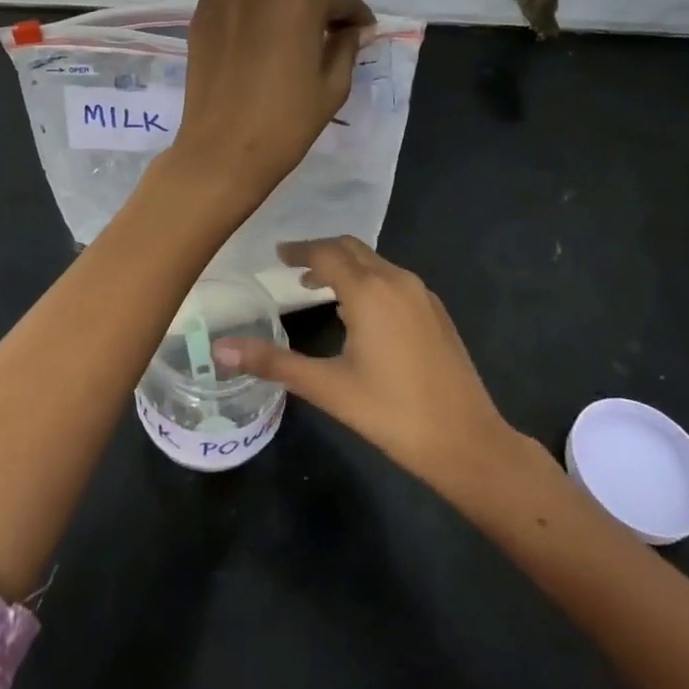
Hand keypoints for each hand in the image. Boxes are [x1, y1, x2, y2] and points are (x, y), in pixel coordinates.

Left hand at [168, 0, 372, 209]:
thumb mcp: (332, 86)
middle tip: (326, 17)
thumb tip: (353, 29)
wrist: (224, 148)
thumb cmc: (286, 122)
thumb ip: (346, 47)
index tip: (362, 28)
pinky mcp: (204, 10)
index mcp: (304, 0)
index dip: (357, 13)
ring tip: (286, 7)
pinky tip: (249, 10)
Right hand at [214, 237, 529, 489]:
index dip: (298, 250)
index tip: (277, 254)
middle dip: (321, 252)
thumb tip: (221, 350)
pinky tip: (361, 312)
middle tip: (293, 266)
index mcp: (368, 291)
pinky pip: (394, 279)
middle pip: (351, 249)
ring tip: (319, 287)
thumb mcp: (327, 388)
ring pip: (375, 263)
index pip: (325, 253)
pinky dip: (369, 281)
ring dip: (346, 266)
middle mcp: (396, 280)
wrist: (466, 440)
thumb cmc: (391, 412)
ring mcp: (421, 294)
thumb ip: (273, 363)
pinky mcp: (436, 311)